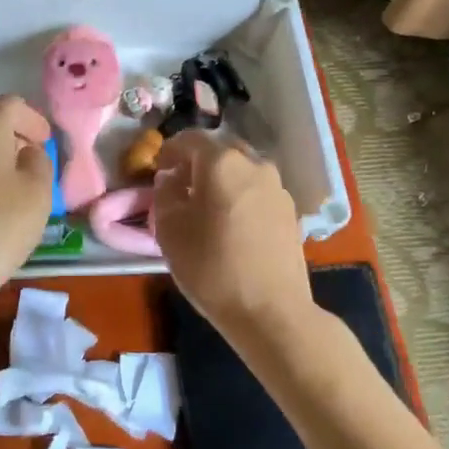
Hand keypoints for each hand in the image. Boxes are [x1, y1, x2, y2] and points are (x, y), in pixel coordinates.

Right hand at [153, 130, 314, 343]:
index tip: (157, 170)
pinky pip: (257, 192)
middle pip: (220, 151)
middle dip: (197, 163)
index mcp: (222, 162)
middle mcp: (254, 165)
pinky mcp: (290, 212)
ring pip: (242, 171)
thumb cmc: (211, 268)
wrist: (269, 309)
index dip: (168, 151)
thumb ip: (165, 194)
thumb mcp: (169, 230)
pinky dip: (240, 197)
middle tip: (180, 188)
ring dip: (221, 180)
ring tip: (207, 209)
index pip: (189, 139)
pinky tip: (232, 226)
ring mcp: (277, 188)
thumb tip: (171, 179)